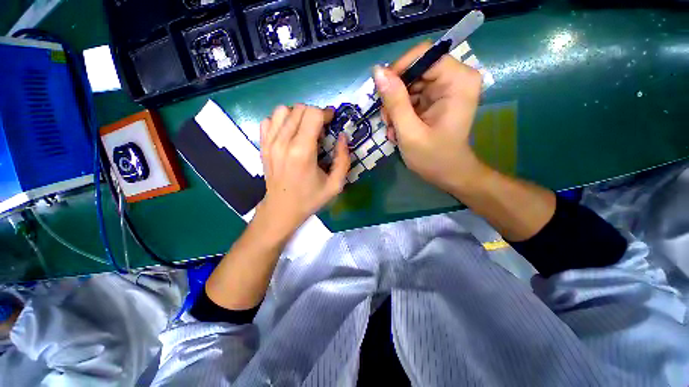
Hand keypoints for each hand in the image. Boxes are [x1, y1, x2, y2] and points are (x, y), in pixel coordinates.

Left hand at [257, 104, 348, 239]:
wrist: (282, 209)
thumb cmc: (310, 199)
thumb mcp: (335, 185)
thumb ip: (343, 160)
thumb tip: (343, 137)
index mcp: (302, 152)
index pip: (313, 114)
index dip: (326, 113)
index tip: (332, 122)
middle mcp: (283, 142)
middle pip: (299, 109)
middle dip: (315, 114)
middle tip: (322, 129)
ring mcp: (269, 142)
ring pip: (283, 110)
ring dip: (298, 115)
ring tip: (305, 129)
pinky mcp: (262, 145)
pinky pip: (269, 120)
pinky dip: (281, 121)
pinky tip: (289, 134)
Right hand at [374, 41, 485, 193]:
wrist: (449, 174)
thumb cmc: (433, 158)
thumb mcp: (410, 132)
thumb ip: (395, 102)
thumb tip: (377, 71)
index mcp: (458, 81)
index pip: (423, 55)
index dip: (399, 70)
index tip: (382, 94)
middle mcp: (455, 78)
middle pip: (415, 70)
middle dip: (395, 95)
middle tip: (388, 120)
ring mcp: (445, 89)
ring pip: (409, 85)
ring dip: (396, 107)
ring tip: (394, 130)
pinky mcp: (437, 99)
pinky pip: (411, 96)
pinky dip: (401, 112)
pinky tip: (399, 130)